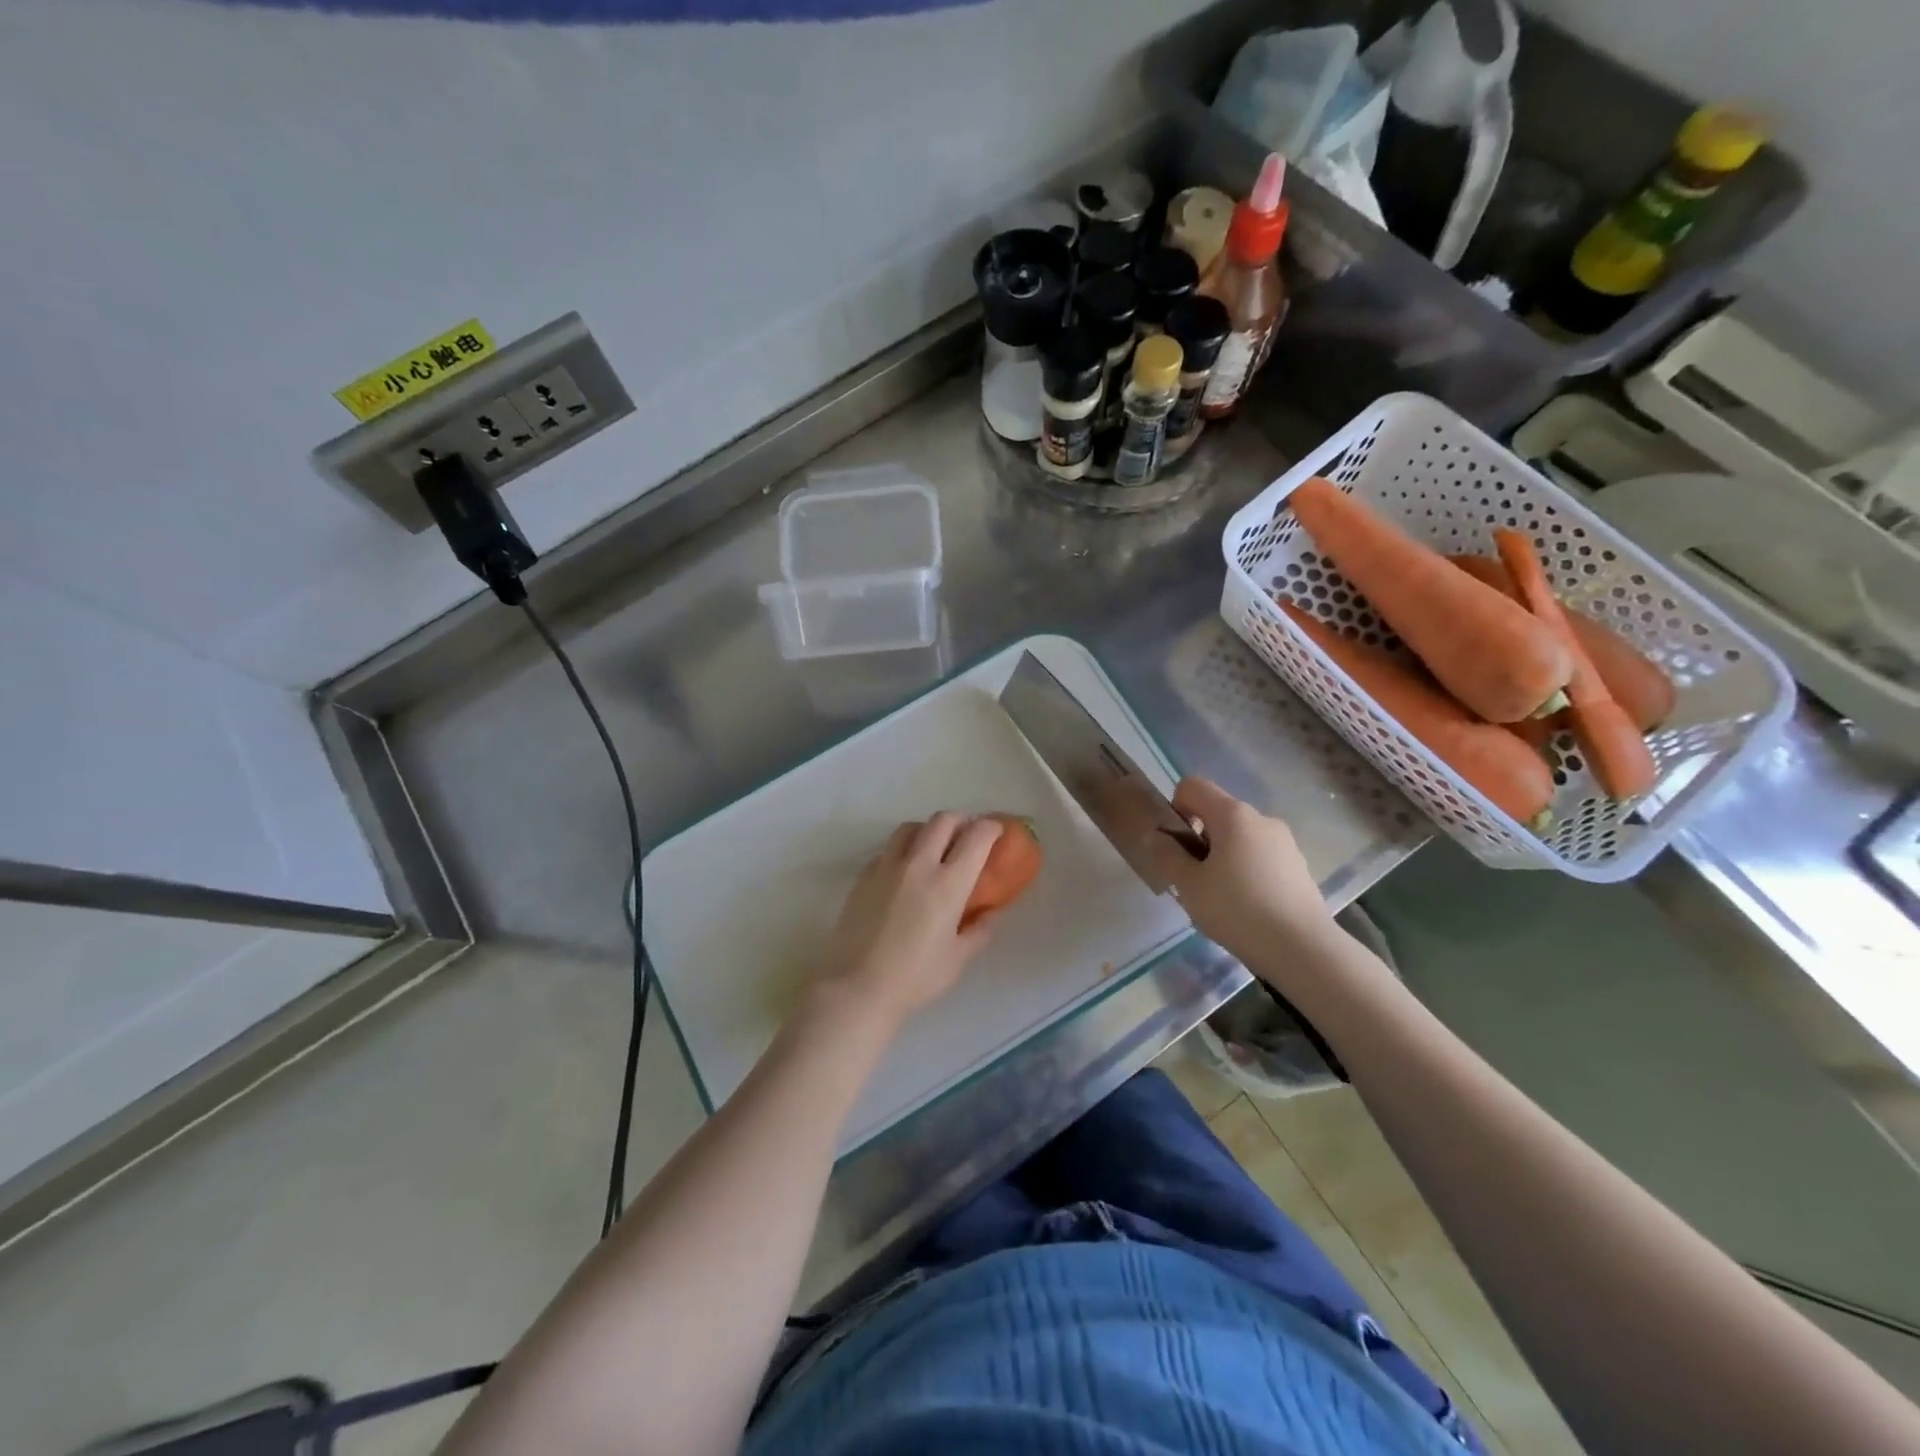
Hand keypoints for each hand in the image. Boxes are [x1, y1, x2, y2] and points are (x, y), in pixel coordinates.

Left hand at [801, 813, 1004, 1031]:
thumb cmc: (914, 978)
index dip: (990, 828)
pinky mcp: (863, 876)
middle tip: (967, 836)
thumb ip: (979, 930)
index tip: (996, 832)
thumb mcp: (957, 959)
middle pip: (942, 820)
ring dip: (928, 830)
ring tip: (934, 848)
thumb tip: (991, 913)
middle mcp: (918, 865)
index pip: (976, 837)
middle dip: (960, 821)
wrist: (856, 987)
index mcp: (948, 884)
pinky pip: (887, 850)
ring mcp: (886, 867)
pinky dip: (902, 851)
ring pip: (910, 828)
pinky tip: (904, 873)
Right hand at [1148, 777, 1337, 964]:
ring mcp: (1284, 842)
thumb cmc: (1237, 910)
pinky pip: (1260, 856)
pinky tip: (1247, 907)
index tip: (1177, 845)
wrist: (1303, 949)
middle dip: (1199, 838)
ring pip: (1240, 837)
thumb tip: (1159, 838)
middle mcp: (1261, 818)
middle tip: (1194, 879)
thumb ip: (1168, 856)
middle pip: (1217, 812)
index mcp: (1232, 814)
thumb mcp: (1189, 885)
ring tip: (1221, 898)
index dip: (1175, 807)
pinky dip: (1246, 871)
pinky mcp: (1298, 866)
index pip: (1193, 786)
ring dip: (1223, 856)